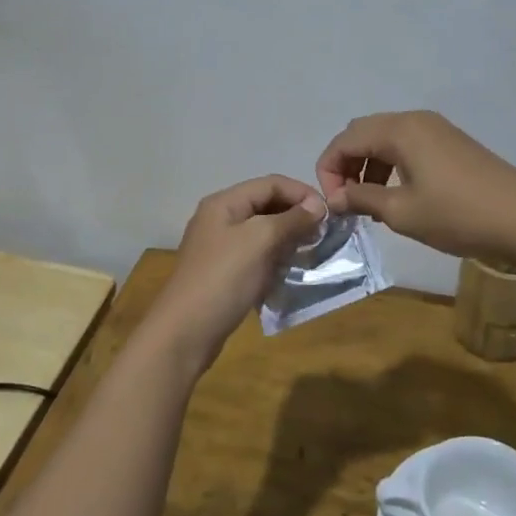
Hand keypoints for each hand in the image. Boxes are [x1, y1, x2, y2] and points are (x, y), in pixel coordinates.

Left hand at [149, 175, 327, 368]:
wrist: (185, 332)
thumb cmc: (224, 279)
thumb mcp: (260, 241)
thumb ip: (291, 219)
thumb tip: (318, 205)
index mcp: (224, 203)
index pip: (270, 183)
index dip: (301, 193)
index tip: (329, 214)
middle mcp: (220, 219)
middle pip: (266, 206)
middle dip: (296, 216)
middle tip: (323, 235)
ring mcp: (221, 247)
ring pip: (263, 233)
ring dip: (288, 240)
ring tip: (311, 253)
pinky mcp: (224, 273)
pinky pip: (257, 256)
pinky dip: (276, 260)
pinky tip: (291, 273)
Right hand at [316, 111, 515, 263]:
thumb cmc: (458, 215)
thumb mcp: (402, 212)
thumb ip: (362, 199)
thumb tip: (335, 198)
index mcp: (400, 130)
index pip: (345, 139)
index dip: (328, 169)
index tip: (331, 203)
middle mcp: (416, 120)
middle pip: (363, 133)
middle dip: (346, 164)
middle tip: (345, 200)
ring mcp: (437, 129)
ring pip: (386, 139)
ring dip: (368, 166)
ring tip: (369, 202)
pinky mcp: (452, 143)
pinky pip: (407, 145)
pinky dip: (391, 165)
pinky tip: (396, 195)